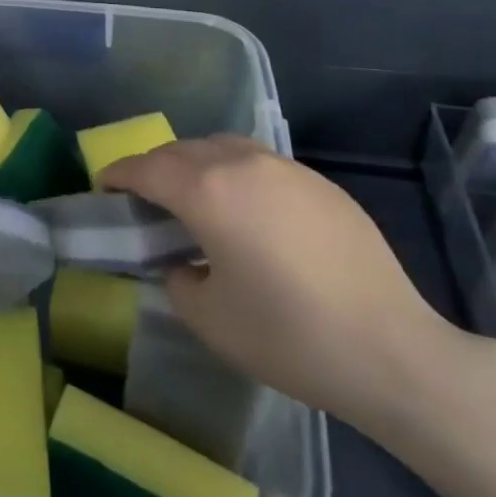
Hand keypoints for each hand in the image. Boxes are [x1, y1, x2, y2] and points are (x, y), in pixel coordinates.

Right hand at [100, 136, 465, 431]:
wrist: (391, 349)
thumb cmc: (289, 336)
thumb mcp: (211, 320)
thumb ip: (178, 281)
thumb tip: (183, 264)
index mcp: (207, 192)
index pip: (147, 168)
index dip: (118, 173)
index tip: (103, 185)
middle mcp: (241, 164)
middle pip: (181, 150)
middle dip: (154, 168)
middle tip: (144, 197)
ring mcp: (284, 168)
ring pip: (221, 147)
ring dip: (195, 163)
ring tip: (193, 197)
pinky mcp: (318, 182)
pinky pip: (259, 162)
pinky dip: (234, 173)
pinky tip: (247, 211)